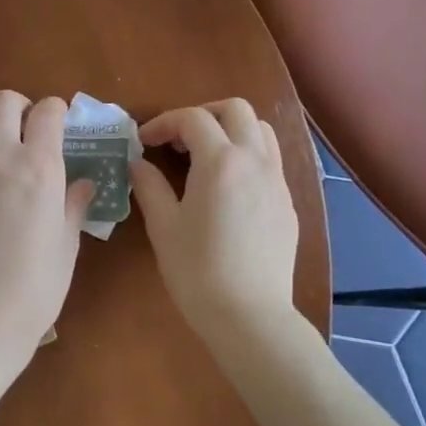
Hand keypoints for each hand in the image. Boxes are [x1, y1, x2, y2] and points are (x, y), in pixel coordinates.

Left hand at [0, 90, 92, 358]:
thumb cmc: (34, 287)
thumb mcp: (66, 245)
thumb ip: (74, 205)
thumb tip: (83, 183)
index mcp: (40, 167)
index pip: (49, 112)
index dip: (56, 112)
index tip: (56, 123)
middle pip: (5, 100)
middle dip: (18, 107)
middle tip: (21, 128)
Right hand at [131, 99, 298, 336]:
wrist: (249, 315)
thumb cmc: (197, 270)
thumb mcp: (163, 226)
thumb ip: (149, 185)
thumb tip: (137, 163)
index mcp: (221, 161)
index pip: (193, 118)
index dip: (164, 123)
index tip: (143, 142)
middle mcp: (255, 160)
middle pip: (236, 109)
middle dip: (204, 114)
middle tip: (179, 140)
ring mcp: (277, 181)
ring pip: (261, 130)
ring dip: (231, 130)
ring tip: (206, 156)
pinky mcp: (287, 203)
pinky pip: (271, 160)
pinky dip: (247, 155)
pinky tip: (228, 187)